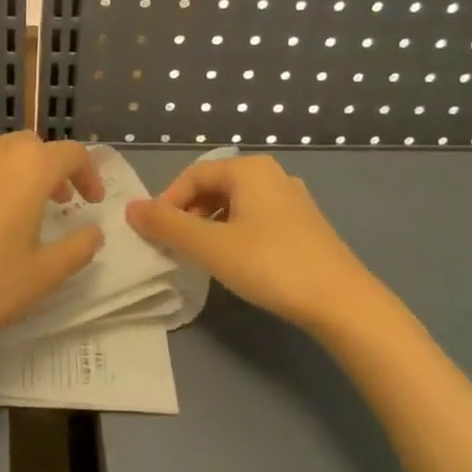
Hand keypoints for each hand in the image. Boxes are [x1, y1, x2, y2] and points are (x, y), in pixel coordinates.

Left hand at [0, 132, 104, 366]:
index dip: (89, 173)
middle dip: (49, 169)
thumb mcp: (43, 277)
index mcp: (26, 170)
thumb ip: (78, 248)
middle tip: (56, 203)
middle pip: (29, 146)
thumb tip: (93, 231)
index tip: (90, 202)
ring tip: (10, 213)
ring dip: (10, 175)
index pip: (71, 153)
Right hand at [126, 154, 383, 335]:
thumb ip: (166, 225)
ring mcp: (293, 200)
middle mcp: (272, 175)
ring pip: (236, 204)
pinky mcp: (305, 225)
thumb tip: (130, 209)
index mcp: (249, 169)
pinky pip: (256, 219)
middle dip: (188, 213)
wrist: (340, 301)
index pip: (192, 175)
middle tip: (175, 246)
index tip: (155, 234)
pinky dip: (235, 233)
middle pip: (214, 187)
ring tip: (200, 256)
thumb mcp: (209, 245)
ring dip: (210, 225)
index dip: (167, 202)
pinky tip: (235, 261)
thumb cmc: (269, 264)